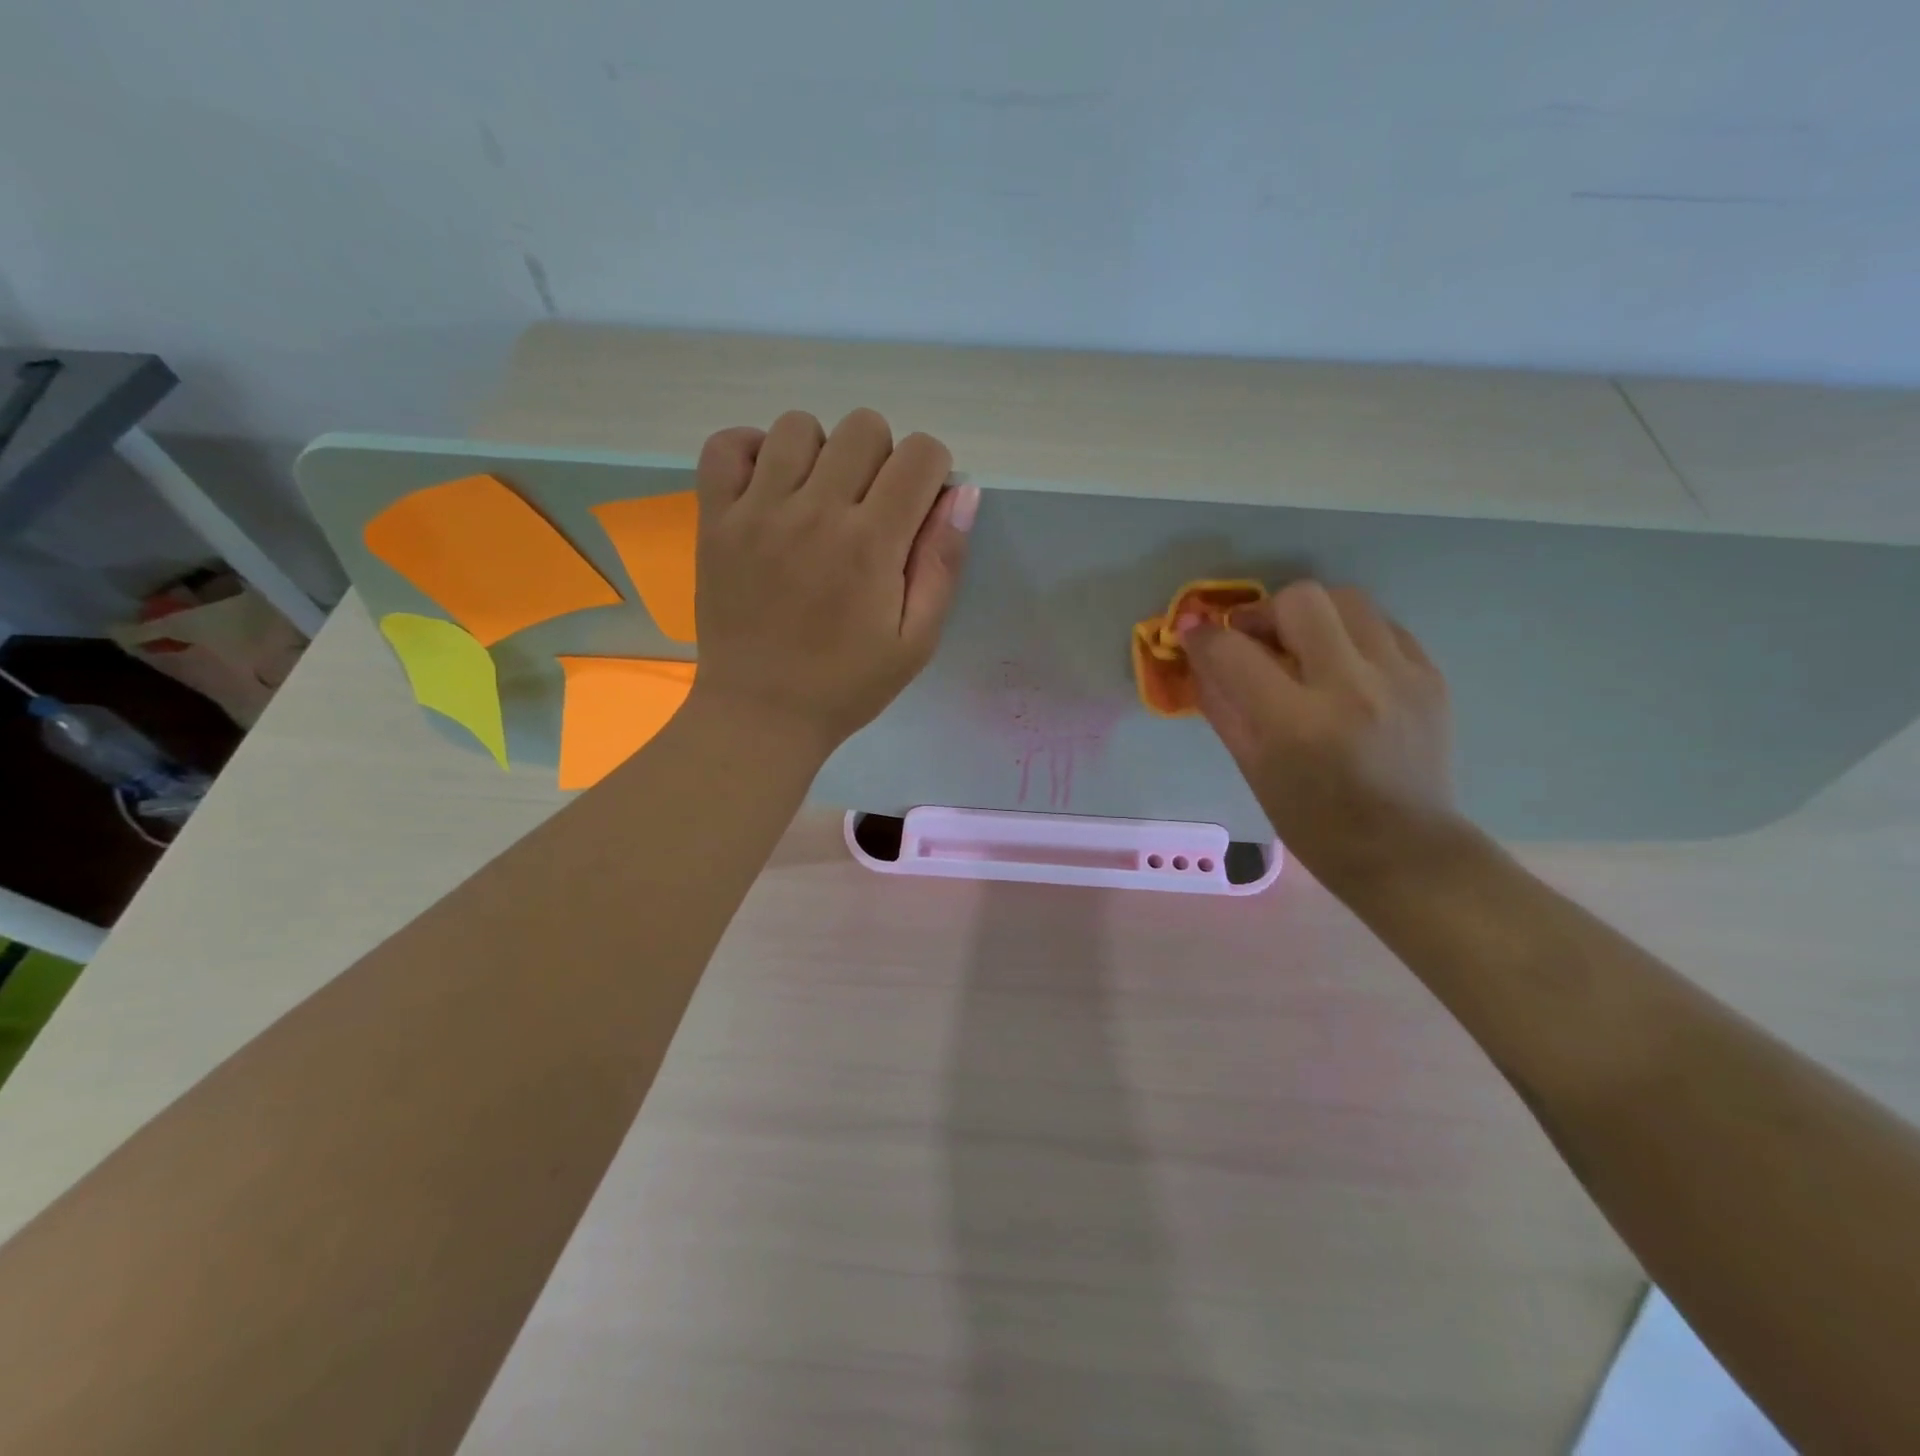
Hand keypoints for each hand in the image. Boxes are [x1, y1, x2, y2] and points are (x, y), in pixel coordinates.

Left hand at [689, 408, 978, 755]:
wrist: (760, 714)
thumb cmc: (847, 684)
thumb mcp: (916, 641)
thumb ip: (942, 563)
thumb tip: (963, 492)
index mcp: (872, 543)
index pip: (919, 454)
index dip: (932, 471)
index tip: (919, 507)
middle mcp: (815, 511)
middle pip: (864, 427)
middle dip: (882, 459)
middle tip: (871, 510)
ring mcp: (757, 510)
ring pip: (798, 426)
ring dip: (822, 453)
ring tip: (819, 500)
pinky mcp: (715, 519)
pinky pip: (727, 445)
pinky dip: (752, 451)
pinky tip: (770, 487)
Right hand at [1181, 581, 1458, 885]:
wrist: (1405, 850)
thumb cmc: (1313, 822)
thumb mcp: (1253, 768)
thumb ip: (1222, 706)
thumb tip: (1198, 657)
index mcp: (1296, 722)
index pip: (1233, 651)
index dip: (1203, 637)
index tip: (1193, 635)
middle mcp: (1351, 686)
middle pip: (1301, 600)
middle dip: (1264, 612)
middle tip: (1256, 640)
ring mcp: (1399, 676)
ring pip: (1348, 599)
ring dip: (1312, 615)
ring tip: (1302, 648)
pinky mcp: (1430, 676)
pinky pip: (1383, 625)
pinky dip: (1351, 634)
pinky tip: (1342, 665)